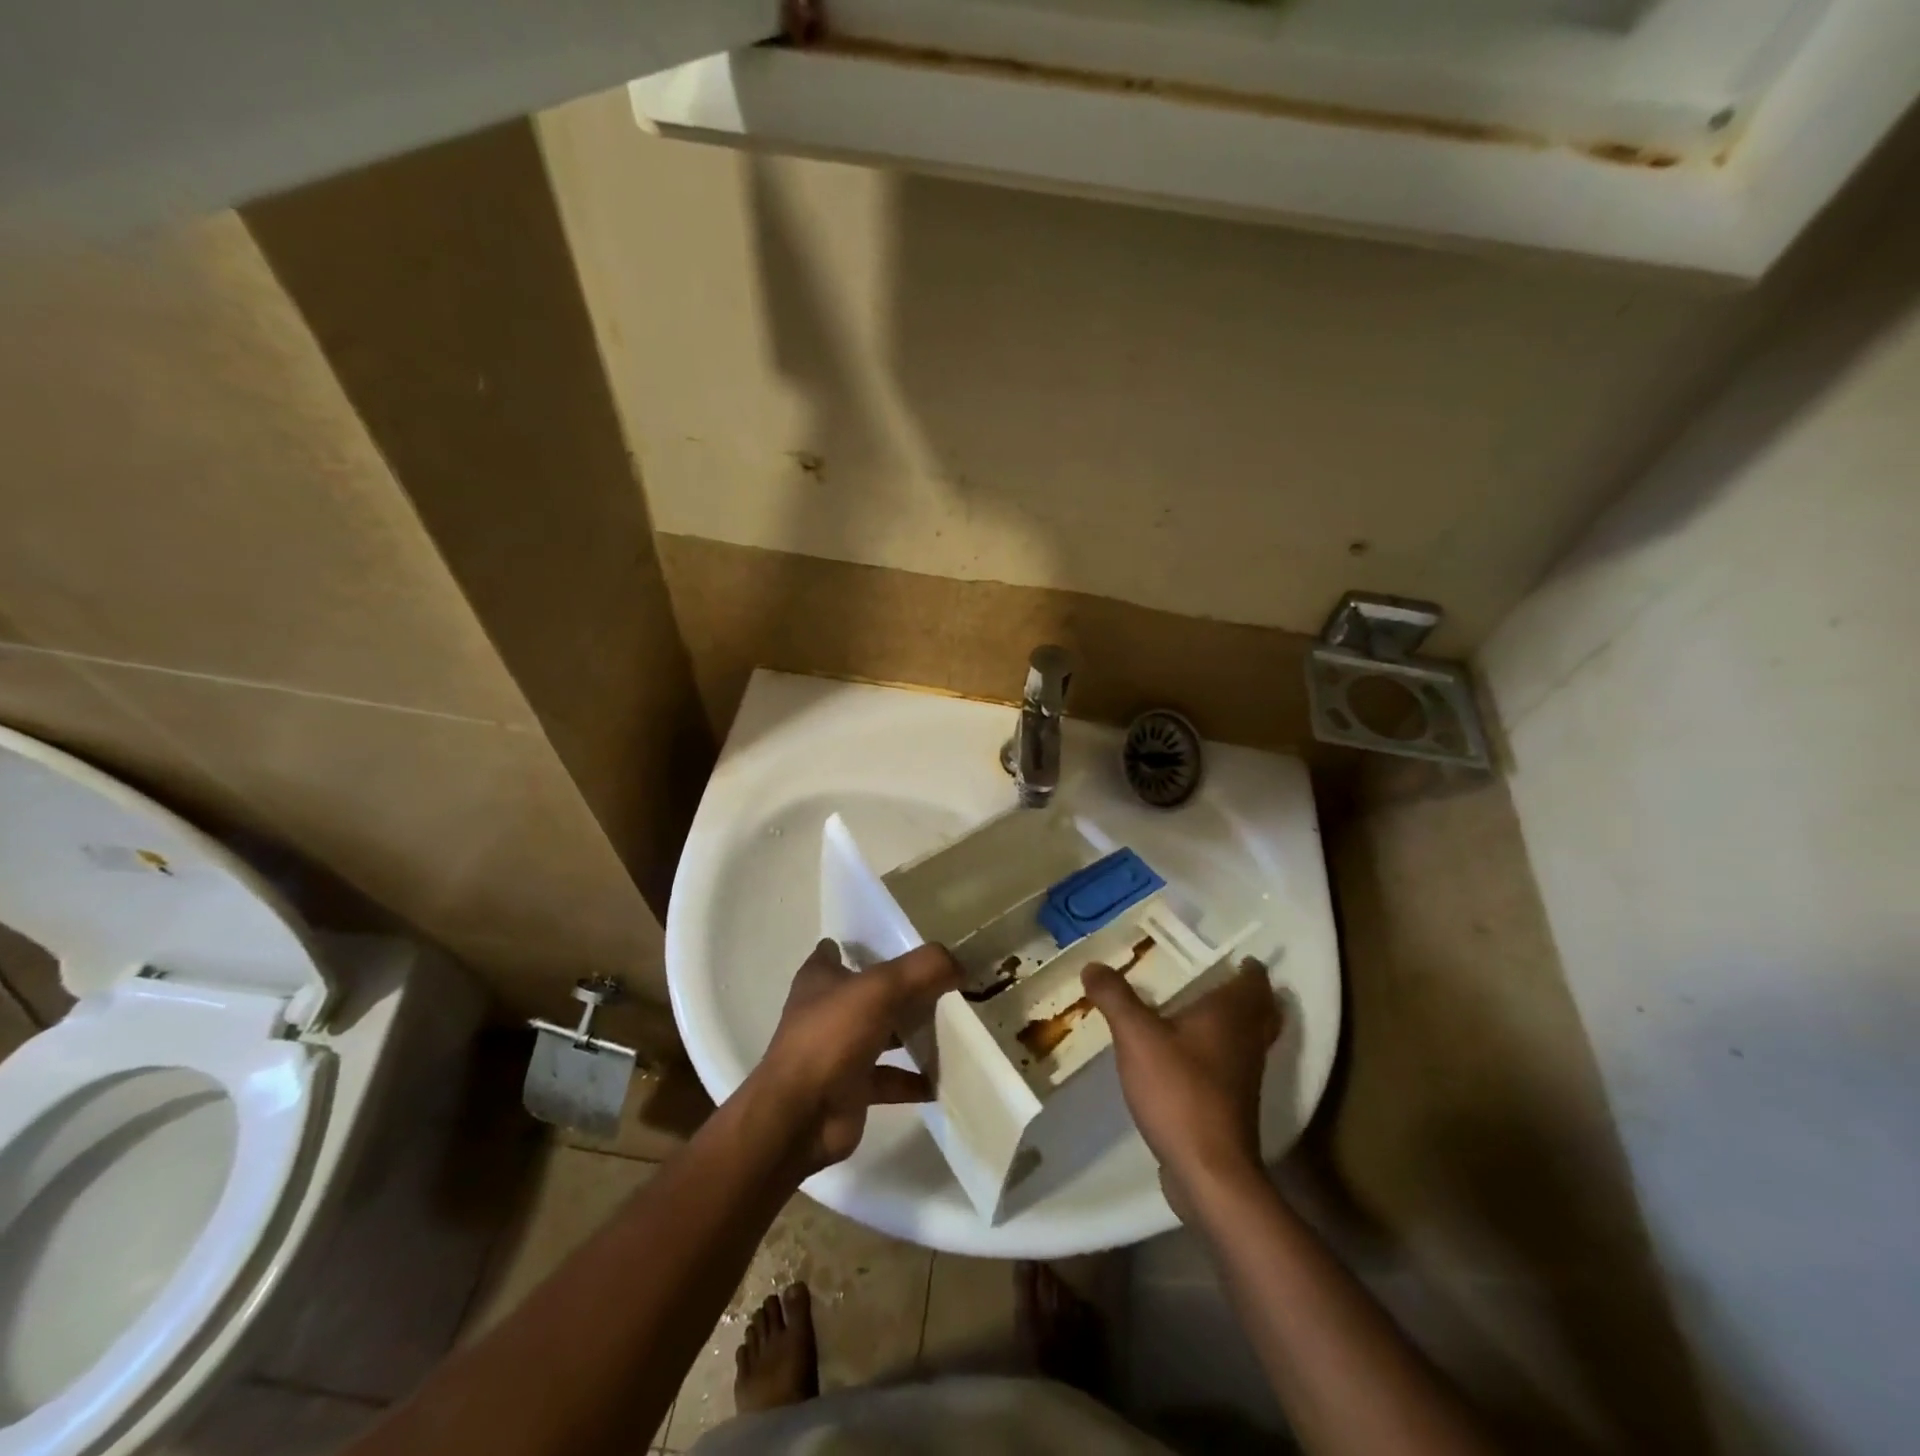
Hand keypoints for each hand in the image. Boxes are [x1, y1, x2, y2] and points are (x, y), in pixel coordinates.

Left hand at [752, 939, 960, 1174]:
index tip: (902, 943)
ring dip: (910, 1034)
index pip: (838, 951)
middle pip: (869, 994)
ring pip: (881, 1035)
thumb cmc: (831, 1038)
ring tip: (952, 1029)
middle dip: (902, 990)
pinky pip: (890, 1079)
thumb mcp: (881, 989)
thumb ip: (923, 969)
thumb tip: (959, 963)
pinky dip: (914, 1079)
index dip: (865, 945)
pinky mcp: (852, 1088)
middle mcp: (827, 1011)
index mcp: (820, 979)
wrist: (800, 1117)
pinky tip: (943, 1078)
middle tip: (944, 984)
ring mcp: (838, 1051)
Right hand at [1082, 958, 1282, 1205]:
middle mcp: (1247, 1040)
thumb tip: (1093, 964)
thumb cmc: (1179, 1090)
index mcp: (1231, 1014)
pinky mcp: (1235, 1105)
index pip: (1254, 980)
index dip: (1247, 966)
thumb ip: (1115, 997)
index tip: (1230, 954)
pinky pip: (1234, 1065)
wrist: (1209, 1171)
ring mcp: (1245, 1076)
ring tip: (1198, 1010)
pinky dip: (1221, 1052)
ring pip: (1249, 1038)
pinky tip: (1188, 1055)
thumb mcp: (1136, 1036)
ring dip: (1234, 1022)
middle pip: (1261, 1009)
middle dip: (1245, 993)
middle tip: (1216, 978)